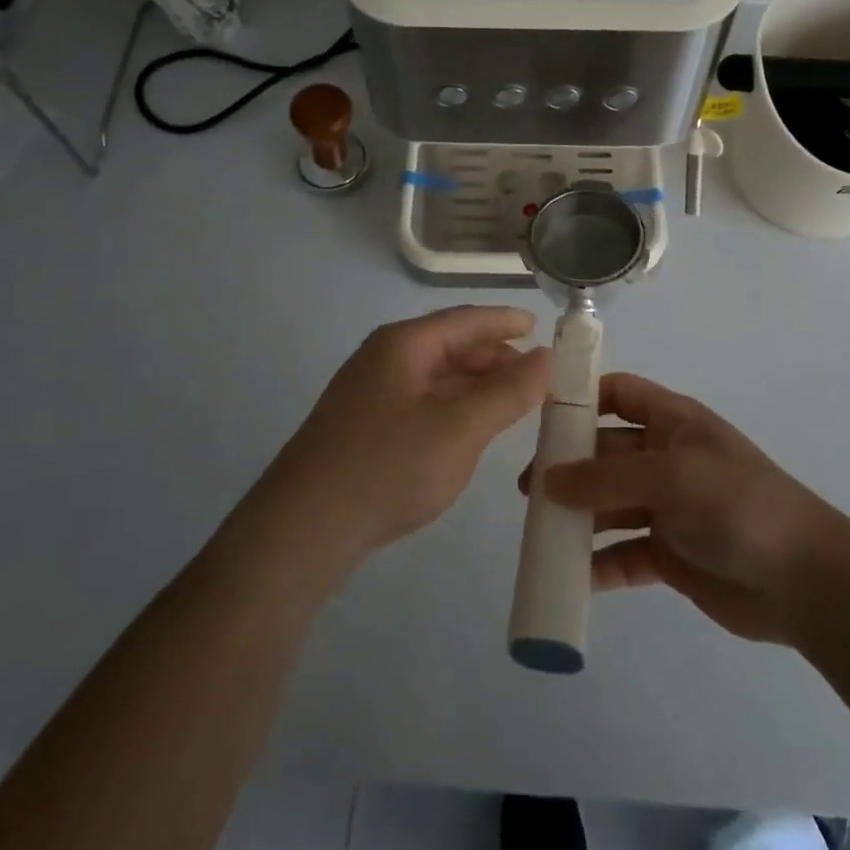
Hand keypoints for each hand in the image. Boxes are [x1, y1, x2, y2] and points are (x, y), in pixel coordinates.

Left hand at [259, 306, 551, 564]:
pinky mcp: (363, 426)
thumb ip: (508, 392)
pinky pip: (421, 401)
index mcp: (404, 344)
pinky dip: (454, 406)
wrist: (302, 529)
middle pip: (450, 345)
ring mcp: (369, 392)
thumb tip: (547, 357)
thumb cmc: (387, 467)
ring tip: (512, 402)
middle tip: (536, 377)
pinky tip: (470, 428)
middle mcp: (384, 358)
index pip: (465, 320)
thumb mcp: (459, 429)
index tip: (539, 328)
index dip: (505, 322)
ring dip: (475, 384)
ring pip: (435, 376)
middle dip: (494, 357)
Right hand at [531, 374, 844, 644]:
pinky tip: (573, 576)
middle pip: (605, 452)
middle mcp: (666, 458)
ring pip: (609, 505)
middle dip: (568, 468)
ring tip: (541, 534)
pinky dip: (599, 564)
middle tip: (529, 492)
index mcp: (672, 422)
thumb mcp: (670, 477)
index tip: (540, 419)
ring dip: (578, 517)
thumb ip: (606, 477)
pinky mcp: (671, 555)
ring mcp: (668, 508)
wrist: (806, 581)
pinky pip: (624, 553)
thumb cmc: (737, 504)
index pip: (619, 393)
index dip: (582, 398)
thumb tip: (548, 481)